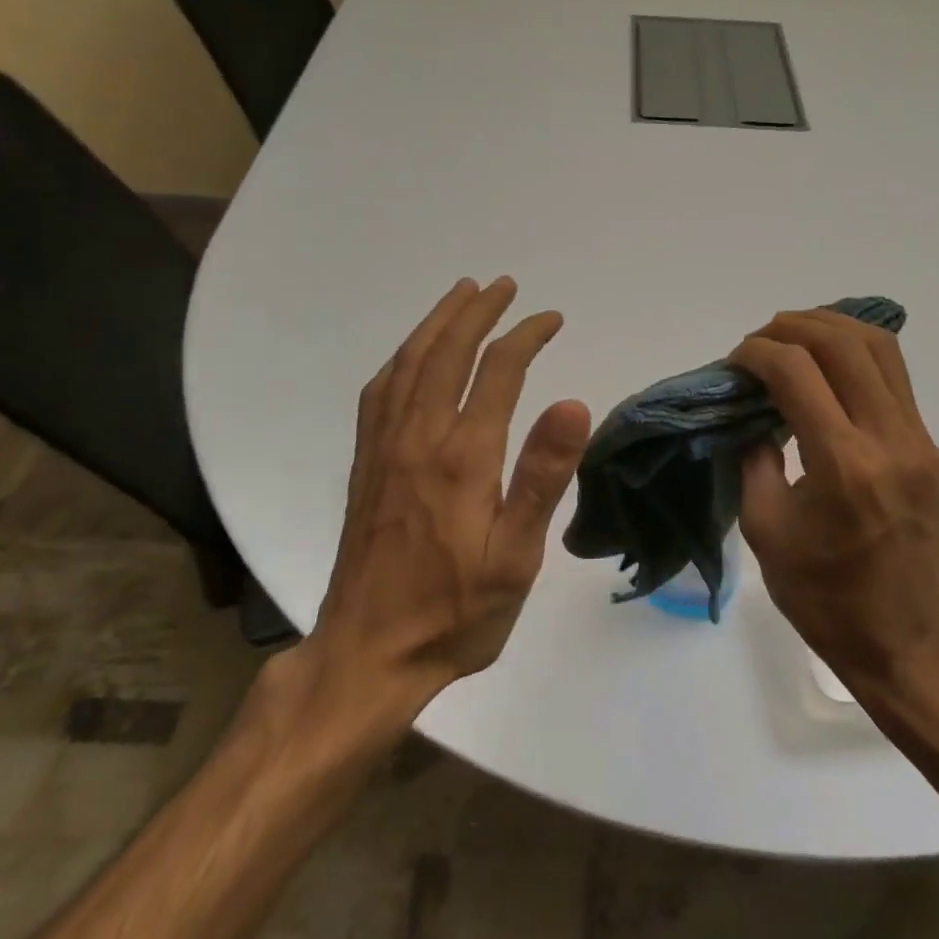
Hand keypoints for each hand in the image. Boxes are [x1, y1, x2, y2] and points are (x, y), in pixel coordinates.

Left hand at [306, 278, 591, 709]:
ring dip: (437, 323)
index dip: (526, 335)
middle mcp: (418, 438)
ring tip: (460, 295)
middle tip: (503, 285)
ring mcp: (384, 448)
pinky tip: (411, 355)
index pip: (498, 371)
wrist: (368, 653)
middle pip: (447, 352)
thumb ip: (542, 476)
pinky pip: (380, 391)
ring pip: (409, 363)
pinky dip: (402, 357)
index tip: (550, 319)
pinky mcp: (366, 464)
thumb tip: (573, 402)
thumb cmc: (456, 612)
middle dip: (478, 311)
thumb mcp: (516, 557)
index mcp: (462, 456)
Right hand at [731, 309, 938, 694]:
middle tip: (759, 340)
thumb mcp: (765, 528)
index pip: (798, 372)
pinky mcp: (929, 448)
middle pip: (844, 345)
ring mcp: (918, 441)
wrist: (901, 638)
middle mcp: (889, 440)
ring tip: (792, 336)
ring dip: (831, 328)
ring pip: (880, 349)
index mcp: (843, 465)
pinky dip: (856, 353)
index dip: (758, 353)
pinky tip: (826, 362)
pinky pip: (894, 377)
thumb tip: (752, 414)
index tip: (734, 362)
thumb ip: (754, 459)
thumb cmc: (821, 594)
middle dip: (793, 327)